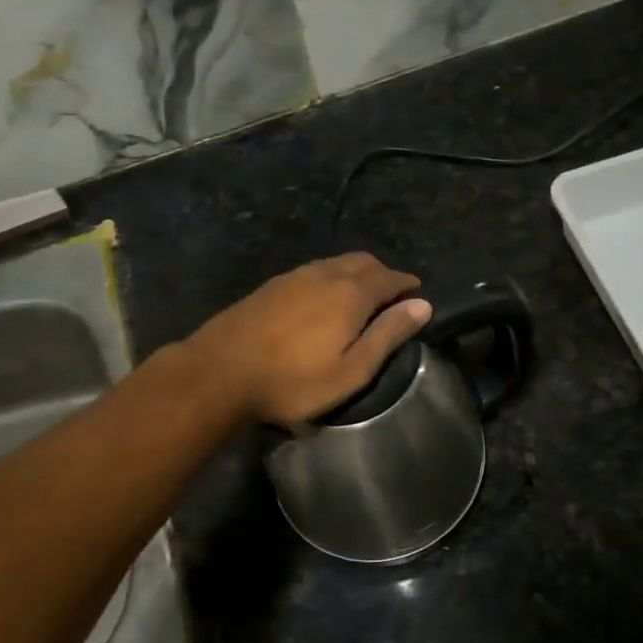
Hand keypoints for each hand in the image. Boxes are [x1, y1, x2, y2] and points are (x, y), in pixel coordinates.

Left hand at [186, 254, 432, 425]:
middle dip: (384, 273)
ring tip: (362, 295)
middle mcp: (327, 274)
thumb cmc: (293, 380)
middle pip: (364, 262)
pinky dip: (333, 276)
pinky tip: (324, 298)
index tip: (418, 292)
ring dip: (357, 272)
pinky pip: (315, 270)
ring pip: (337, 263)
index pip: (390, 278)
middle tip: (393, 294)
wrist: (219, 372)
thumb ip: (388, 335)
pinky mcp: (273, 285)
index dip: (407, 284)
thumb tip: (423, 304)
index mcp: (351, 293)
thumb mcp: (351, 370)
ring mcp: (296, 276)